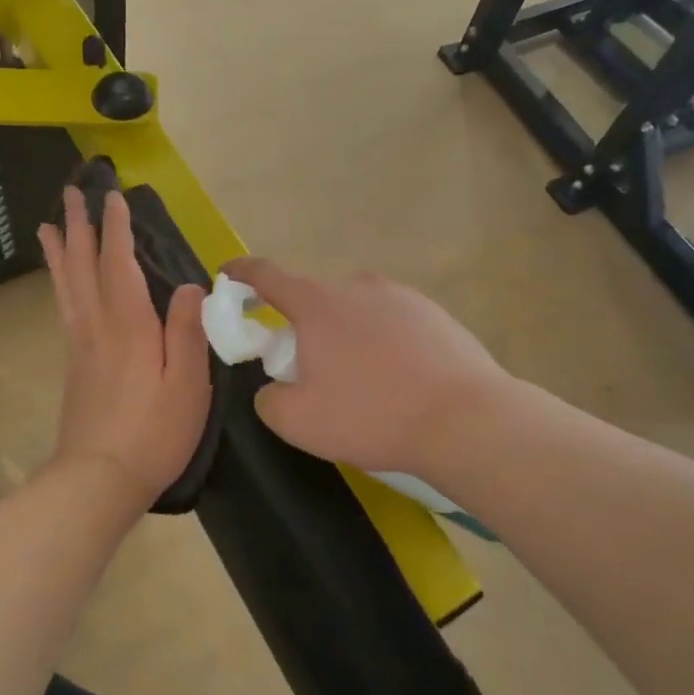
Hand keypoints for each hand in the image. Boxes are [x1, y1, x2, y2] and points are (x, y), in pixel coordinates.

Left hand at [39, 188, 210, 508]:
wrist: (99, 478)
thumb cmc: (154, 432)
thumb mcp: (187, 384)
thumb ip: (188, 332)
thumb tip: (191, 286)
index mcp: (130, 326)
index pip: (120, 264)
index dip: (117, 228)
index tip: (112, 196)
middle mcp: (98, 327)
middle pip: (84, 266)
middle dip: (79, 227)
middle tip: (70, 193)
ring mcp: (80, 346)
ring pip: (67, 286)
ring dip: (60, 252)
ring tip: (49, 225)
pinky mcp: (74, 365)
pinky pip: (65, 308)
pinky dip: (60, 284)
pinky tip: (63, 282)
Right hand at [221, 258, 509, 481]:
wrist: (466, 420)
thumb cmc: (372, 414)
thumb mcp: (299, 421)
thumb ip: (269, 399)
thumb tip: (274, 389)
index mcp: (318, 304)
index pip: (267, 275)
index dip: (242, 273)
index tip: (227, 274)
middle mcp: (358, 287)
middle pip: (315, 300)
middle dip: (303, 327)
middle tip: (310, 370)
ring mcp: (402, 297)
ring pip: (357, 313)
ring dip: (347, 337)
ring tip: (363, 384)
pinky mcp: (436, 315)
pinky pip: (394, 324)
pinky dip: (384, 345)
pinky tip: (400, 382)